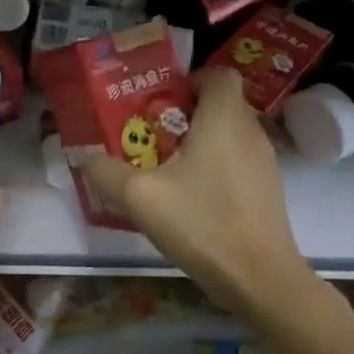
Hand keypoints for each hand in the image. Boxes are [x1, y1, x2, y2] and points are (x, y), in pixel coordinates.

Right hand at [83, 68, 318, 318]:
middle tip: (151, 134)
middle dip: (186, 112)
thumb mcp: (140, 197)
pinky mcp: (267, 191)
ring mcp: (265, 163)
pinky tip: (190, 197)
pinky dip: (215, 165)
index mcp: (224, 120)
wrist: (260, 279)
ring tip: (165, 167)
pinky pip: (238, 161)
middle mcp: (250, 133)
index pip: (220, 74)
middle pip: (221, 104)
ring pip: (230, 134)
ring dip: (200, 141)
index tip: (162, 100)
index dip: (192, 79)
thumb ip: (106, 173)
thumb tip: (87, 158)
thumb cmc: (202, 224)